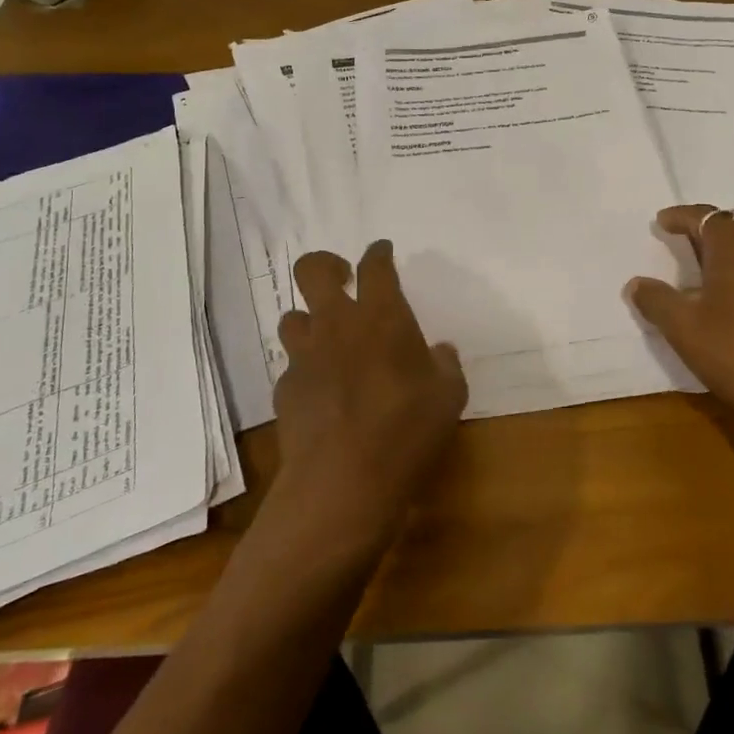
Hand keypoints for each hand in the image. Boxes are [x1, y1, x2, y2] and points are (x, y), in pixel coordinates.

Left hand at [271, 241, 468, 546]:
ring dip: (309, 321)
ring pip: (292, 317)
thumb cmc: (406, 430)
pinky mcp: (285, 390)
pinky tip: (322, 392)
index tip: (382, 252)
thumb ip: (445, 366)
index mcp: (382, 316)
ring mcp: (304, 356)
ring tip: (328, 340)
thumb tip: (440, 351)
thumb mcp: (448, 397)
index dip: (378, 253)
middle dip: (326, 265)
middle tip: (342, 280)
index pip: (375, 266)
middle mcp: (337, 324)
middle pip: (312, 270)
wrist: (342, 481)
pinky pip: (291, 366)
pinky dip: (306, 369)